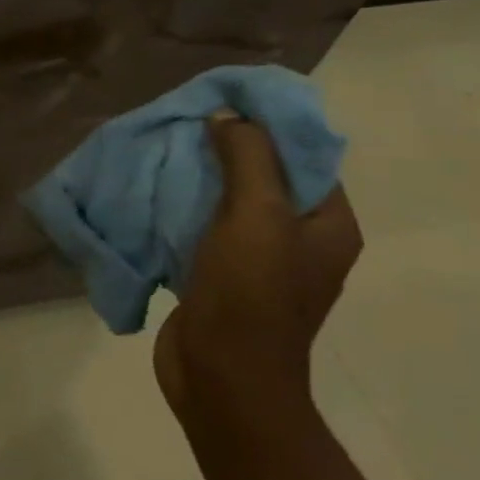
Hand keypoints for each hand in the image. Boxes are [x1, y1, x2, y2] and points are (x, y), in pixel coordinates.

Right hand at [155, 113, 362, 421]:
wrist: (221, 377)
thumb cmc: (250, 295)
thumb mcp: (256, 215)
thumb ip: (248, 158)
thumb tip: (228, 117)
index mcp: (327, 225)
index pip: (305, 157)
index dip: (269, 125)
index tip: (225, 103)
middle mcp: (298, 240)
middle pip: (264, 178)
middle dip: (226, 149)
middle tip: (185, 122)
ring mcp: (256, 261)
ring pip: (227, 203)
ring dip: (197, 178)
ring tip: (163, 150)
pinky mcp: (218, 277)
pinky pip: (201, 229)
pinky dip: (180, 208)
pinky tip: (151, 192)